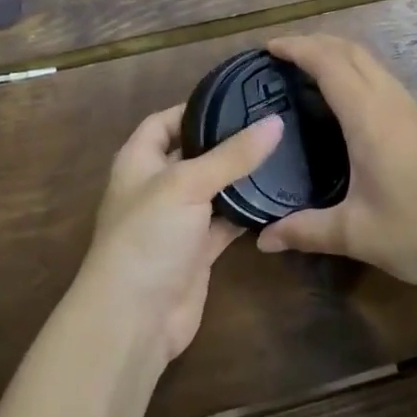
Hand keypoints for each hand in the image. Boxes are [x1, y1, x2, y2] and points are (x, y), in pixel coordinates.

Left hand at [77, 106, 282, 366]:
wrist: (134, 318)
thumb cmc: (148, 236)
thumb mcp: (187, 183)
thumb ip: (232, 155)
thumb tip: (275, 122)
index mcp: (138, 160)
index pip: (164, 121)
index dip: (193, 108)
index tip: (236, 98)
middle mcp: (156, 186)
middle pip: (193, 153)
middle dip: (225, 141)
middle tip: (271, 122)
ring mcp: (177, 220)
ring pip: (213, 188)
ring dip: (240, 177)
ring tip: (282, 151)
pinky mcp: (197, 250)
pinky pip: (226, 222)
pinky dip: (246, 211)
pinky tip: (277, 196)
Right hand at [256, 35, 416, 290]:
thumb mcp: (357, 234)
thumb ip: (306, 231)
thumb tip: (263, 240)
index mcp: (370, 118)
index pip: (328, 63)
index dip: (297, 47)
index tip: (267, 47)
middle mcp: (391, 102)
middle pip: (351, 50)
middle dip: (315, 41)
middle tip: (282, 54)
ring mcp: (413, 109)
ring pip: (371, 62)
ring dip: (338, 53)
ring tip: (308, 69)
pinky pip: (383, 79)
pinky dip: (356, 71)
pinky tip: (347, 100)